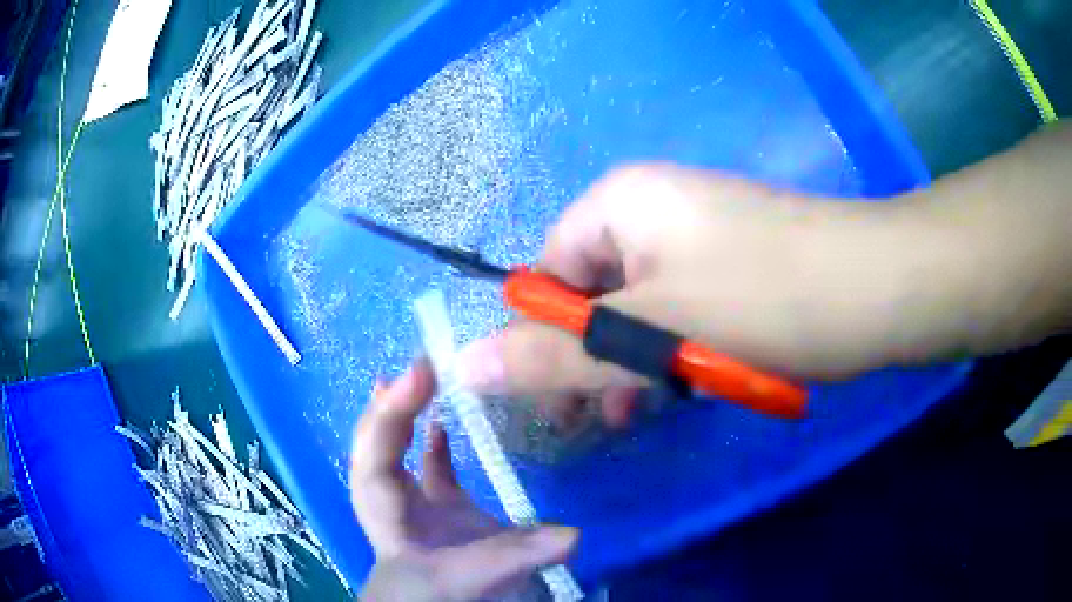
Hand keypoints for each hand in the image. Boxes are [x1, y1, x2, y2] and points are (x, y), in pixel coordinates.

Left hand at [350, 361, 578, 600]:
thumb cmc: (442, 596)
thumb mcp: (473, 579)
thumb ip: (515, 556)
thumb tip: (573, 536)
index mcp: (390, 519)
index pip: (375, 465)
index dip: (389, 418)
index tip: (418, 375)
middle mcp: (394, 504)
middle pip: (373, 449)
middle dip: (388, 408)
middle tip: (415, 370)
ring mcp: (415, 504)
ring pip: (393, 452)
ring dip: (399, 414)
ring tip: (415, 378)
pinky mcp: (439, 509)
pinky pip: (429, 468)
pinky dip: (430, 442)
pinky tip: (441, 422)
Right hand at [458, 164, 922, 426]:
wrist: (876, 288)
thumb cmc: (762, 300)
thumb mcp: (650, 335)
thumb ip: (554, 355)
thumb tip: (463, 367)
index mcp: (620, 202)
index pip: (548, 272)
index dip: (545, 337)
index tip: (556, 399)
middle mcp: (654, 209)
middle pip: (595, 292)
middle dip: (592, 359)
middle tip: (600, 418)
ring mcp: (700, 237)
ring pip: (641, 309)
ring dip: (636, 364)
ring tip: (645, 412)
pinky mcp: (735, 266)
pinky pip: (683, 311)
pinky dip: (678, 353)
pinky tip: (692, 388)